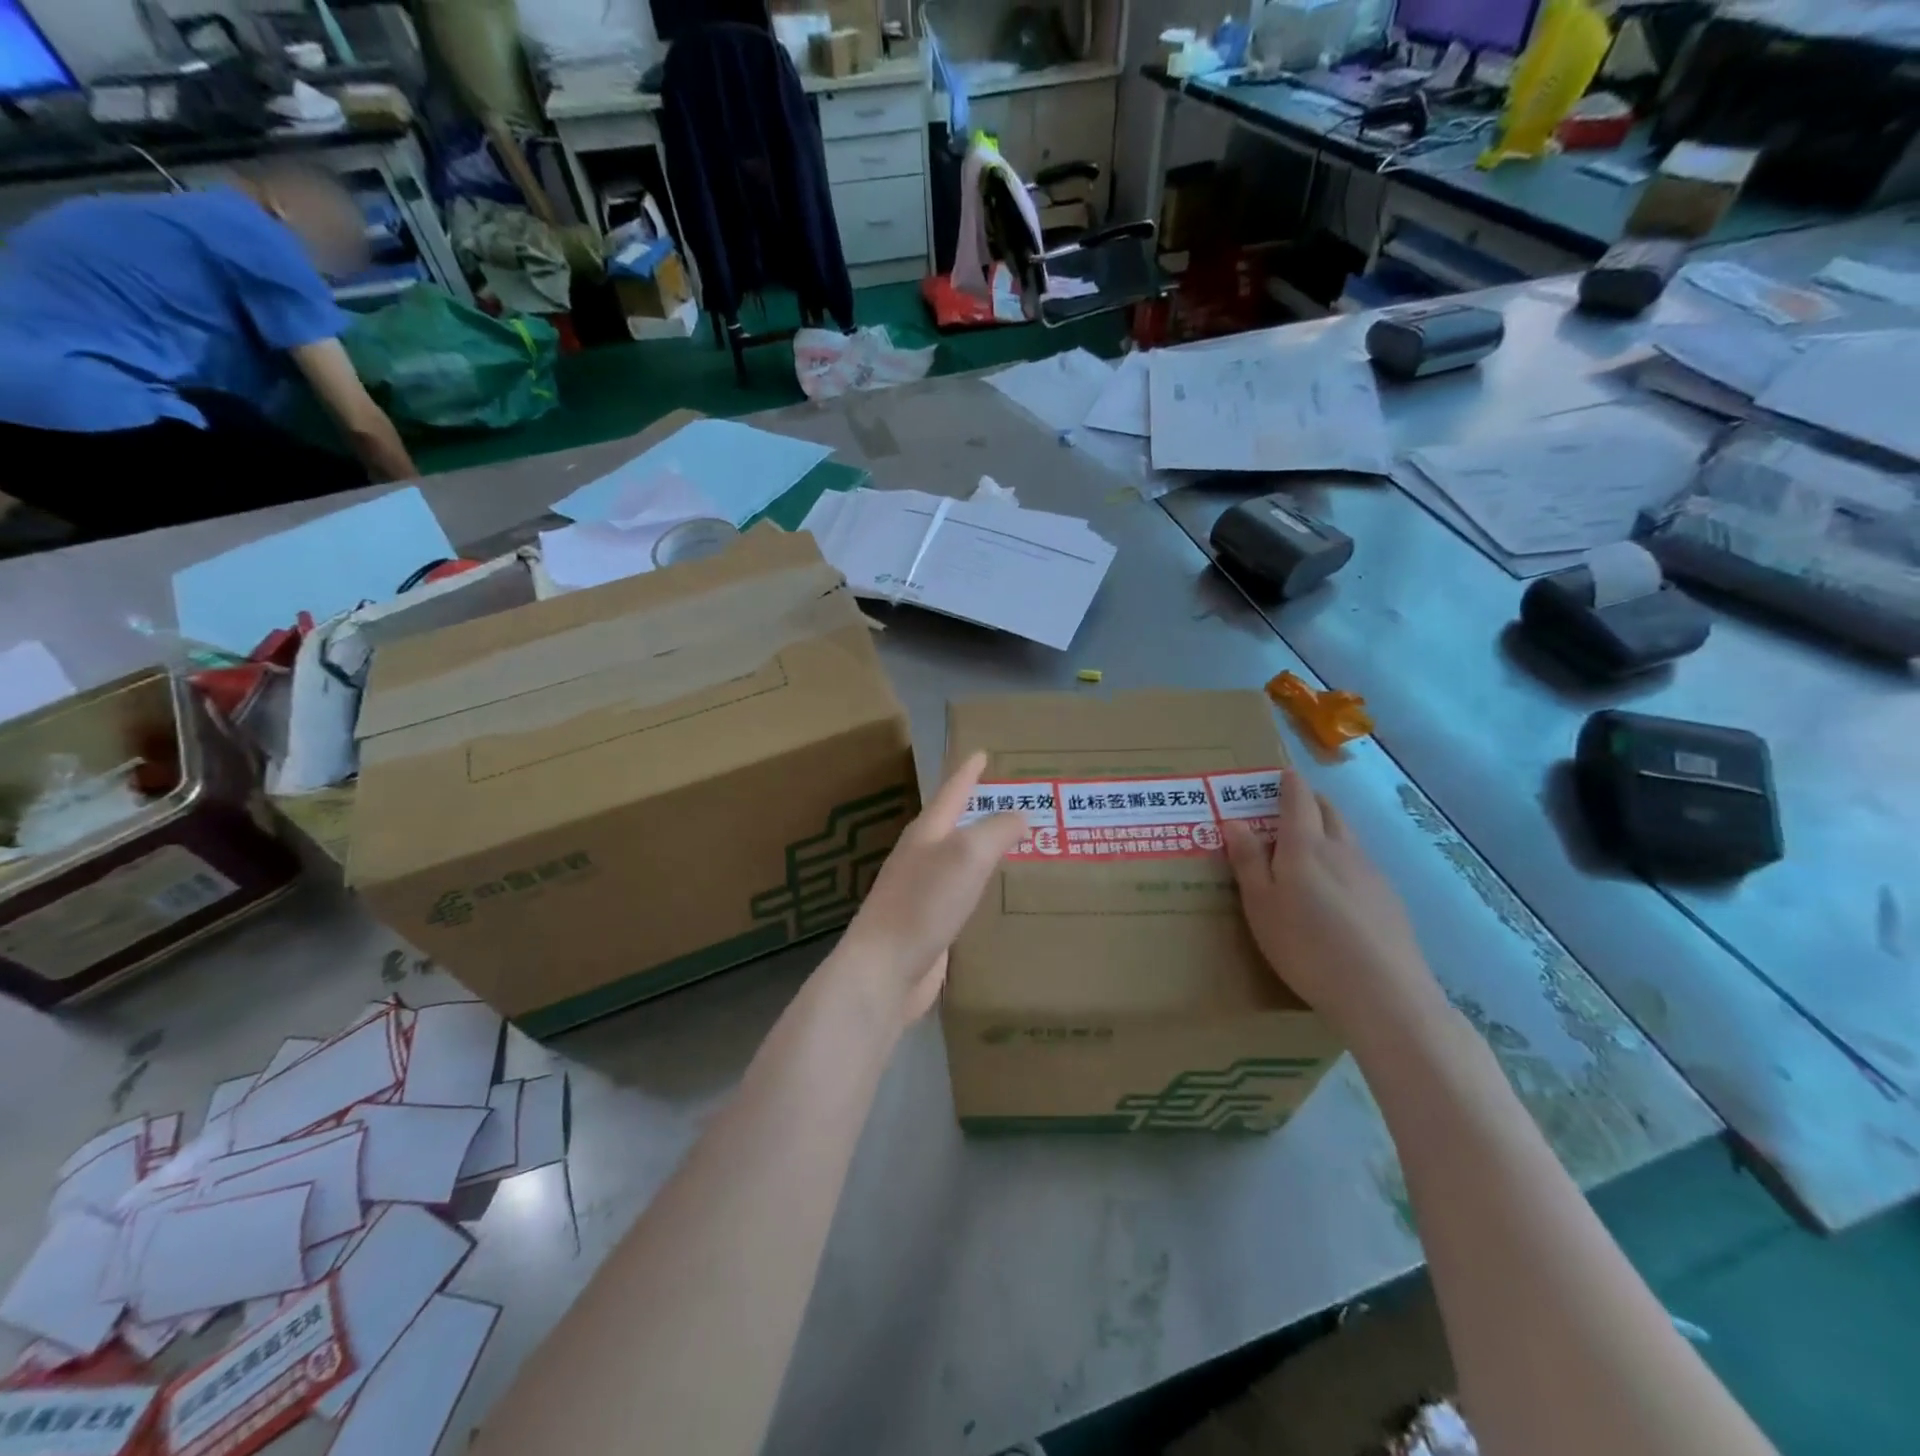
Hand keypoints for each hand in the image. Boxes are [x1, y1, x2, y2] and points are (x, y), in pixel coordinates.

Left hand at [835, 752, 1026, 1023]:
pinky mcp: (930, 925)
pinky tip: (998, 895)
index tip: (982, 752)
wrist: (884, 970)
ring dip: (983, 849)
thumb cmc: (924, 903)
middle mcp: (922, 857)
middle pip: (954, 823)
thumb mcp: (966, 856)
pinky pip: (962, 895)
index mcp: (926, 833)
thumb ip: (996, 830)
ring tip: (1016, 843)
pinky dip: (981, 886)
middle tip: (1014, 798)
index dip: (968, 771)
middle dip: (979, 808)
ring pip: (959, 860)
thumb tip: (1020, 814)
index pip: (952, 791)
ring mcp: (923, 892)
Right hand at [1222, 772, 1443, 1042]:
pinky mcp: (1390, 900)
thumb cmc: (1306, 945)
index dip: (1289, 783)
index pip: (1299, 798)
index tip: (1281, 775)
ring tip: (1310, 848)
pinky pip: (1361, 865)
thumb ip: (1248, 861)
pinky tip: (1337, 892)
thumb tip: (1233, 820)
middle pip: (1329, 811)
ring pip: (1348, 837)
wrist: (1383, 993)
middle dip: (1311, 801)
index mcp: (1305, 845)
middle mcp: (1342, 849)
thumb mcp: (1260, 905)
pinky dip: (1344, 861)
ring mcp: (1371, 874)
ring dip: (1328, 830)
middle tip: (1290, 806)